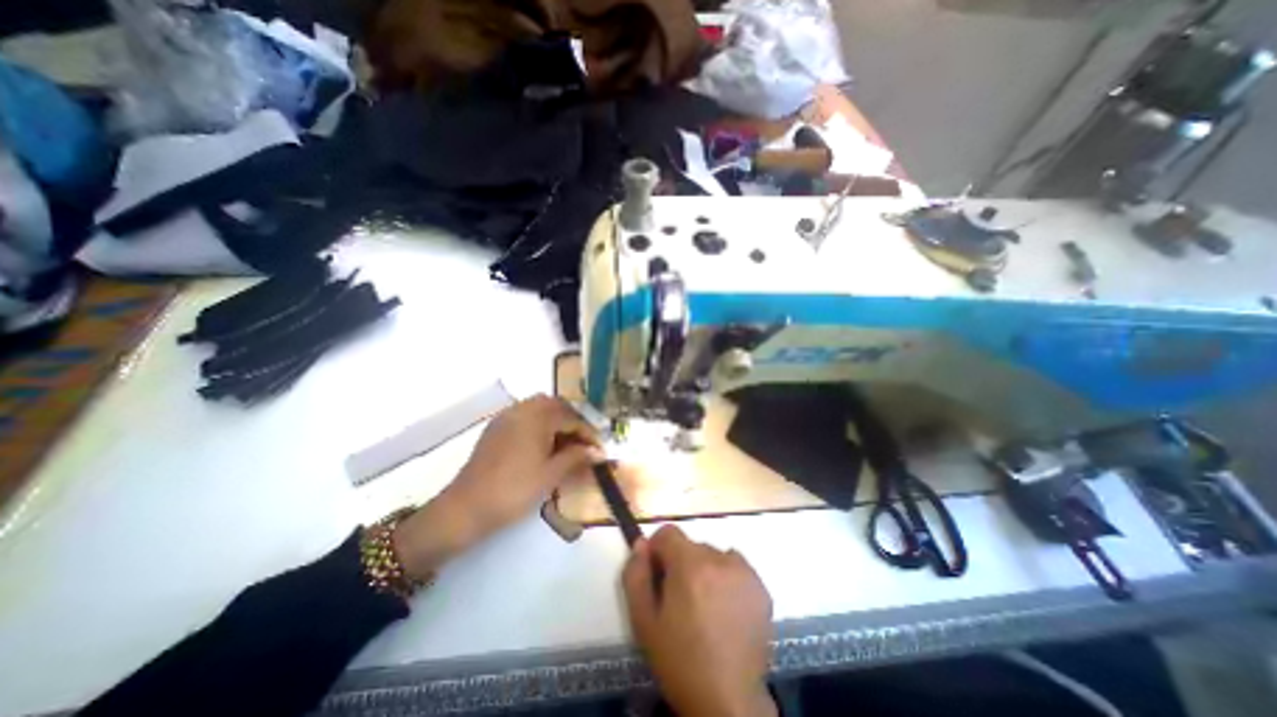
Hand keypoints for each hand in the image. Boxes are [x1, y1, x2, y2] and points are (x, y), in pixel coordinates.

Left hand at [391, 394, 601, 578]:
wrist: (466, 508)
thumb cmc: (514, 490)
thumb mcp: (551, 474)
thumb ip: (577, 457)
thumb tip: (599, 452)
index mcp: (537, 417)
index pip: (571, 418)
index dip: (588, 433)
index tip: (600, 449)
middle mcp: (522, 409)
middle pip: (555, 405)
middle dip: (572, 420)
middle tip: (583, 441)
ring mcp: (506, 417)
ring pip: (538, 408)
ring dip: (555, 420)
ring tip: (565, 442)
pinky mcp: (495, 428)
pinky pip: (524, 416)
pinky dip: (539, 423)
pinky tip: (542, 443)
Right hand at [625, 523, 773, 714]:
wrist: (728, 701)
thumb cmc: (680, 660)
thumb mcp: (644, 621)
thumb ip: (636, 575)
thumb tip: (641, 544)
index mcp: (690, 565)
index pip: (669, 532)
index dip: (658, 550)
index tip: (658, 575)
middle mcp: (719, 559)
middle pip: (692, 546)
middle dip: (682, 564)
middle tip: (680, 599)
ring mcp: (744, 572)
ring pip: (714, 555)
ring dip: (705, 570)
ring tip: (705, 605)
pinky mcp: (761, 587)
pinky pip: (736, 567)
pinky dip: (727, 578)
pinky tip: (725, 608)